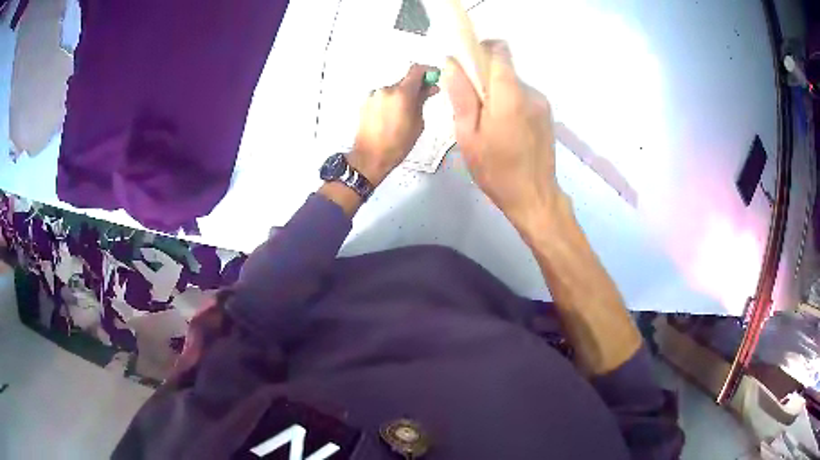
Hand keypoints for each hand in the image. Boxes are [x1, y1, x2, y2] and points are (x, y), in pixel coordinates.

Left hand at [350, 64, 439, 185]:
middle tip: (423, 99)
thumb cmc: (398, 144)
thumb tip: (430, 88)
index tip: (434, 77)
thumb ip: (422, 101)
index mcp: (401, 93)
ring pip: (393, 90)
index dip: (427, 71)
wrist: (370, 157)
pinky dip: (390, 102)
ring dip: (401, 96)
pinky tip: (391, 118)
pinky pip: (383, 97)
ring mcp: (373, 95)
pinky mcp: (365, 103)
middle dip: (415, 88)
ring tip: (404, 114)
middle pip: (404, 81)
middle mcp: (386, 89)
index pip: (416, 70)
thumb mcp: (417, 123)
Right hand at [443, 41, 561, 230]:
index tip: (465, 66)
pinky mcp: (546, 114)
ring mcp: (541, 103)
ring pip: (511, 84)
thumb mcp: (468, 135)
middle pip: (503, 68)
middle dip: (483, 79)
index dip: (480, 50)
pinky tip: (504, 131)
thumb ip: (461, 96)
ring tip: (488, 125)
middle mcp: (530, 92)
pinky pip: (522, 97)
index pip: (498, 51)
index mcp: (509, 94)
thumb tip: (452, 64)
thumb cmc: (496, 170)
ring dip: (496, 94)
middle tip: (471, 108)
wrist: (534, 197)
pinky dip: (508, 104)